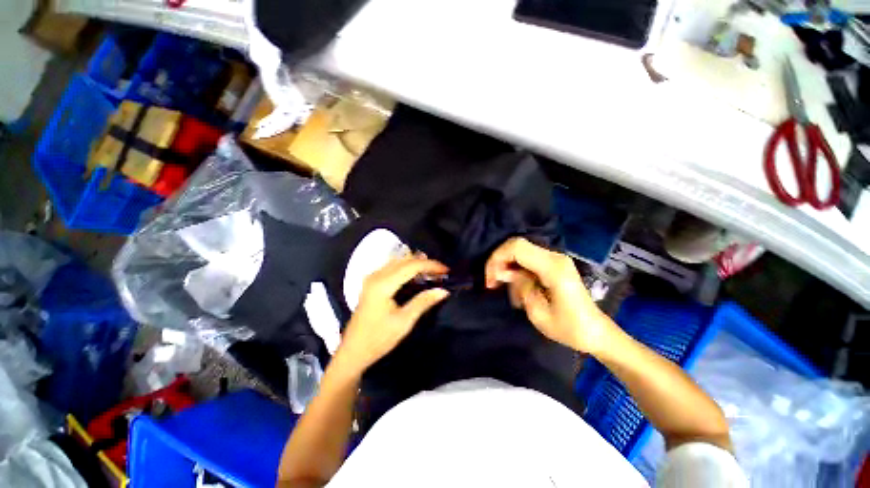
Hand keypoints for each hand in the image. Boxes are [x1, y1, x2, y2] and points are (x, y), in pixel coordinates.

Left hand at [335, 256, 450, 376]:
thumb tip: (443, 290)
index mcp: (383, 284)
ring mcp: (371, 277)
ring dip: (415, 263)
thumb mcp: (404, 322)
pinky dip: (406, 267)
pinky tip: (415, 274)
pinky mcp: (371, 282)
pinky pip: (392, 266)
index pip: (411, 266)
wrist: (353, 351)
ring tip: (432, 271)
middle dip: (425, 263)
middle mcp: (376, 275)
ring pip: (398, 261)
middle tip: (441, 272)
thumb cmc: (378, 339)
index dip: (430, 265)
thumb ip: (423, 302)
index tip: (446, 270)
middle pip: (404, 260)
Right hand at [485, 237, 610, 354]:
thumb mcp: (537, 312)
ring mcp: (555, 258)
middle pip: (516, 244)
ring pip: (520, 250)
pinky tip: (514, 285)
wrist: (595, 332)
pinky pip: (527, 258)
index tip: (491, 281)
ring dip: (506, 264)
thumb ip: (519, 286)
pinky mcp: (553, 263)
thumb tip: (504, 272)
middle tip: (492, 282)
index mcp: (553, 267)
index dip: (497, 259)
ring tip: (501, 286)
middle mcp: (555, 257)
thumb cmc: (568, 328)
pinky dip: (515, 268)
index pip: (516, 248)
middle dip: (499, 260)